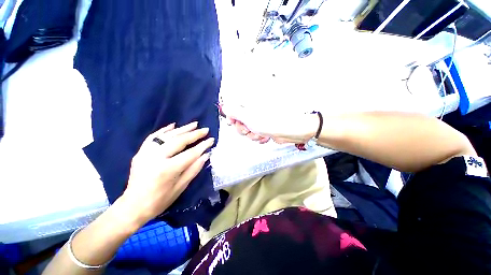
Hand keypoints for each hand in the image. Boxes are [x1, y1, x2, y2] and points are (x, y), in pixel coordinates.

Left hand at [120, 122, 214, 225]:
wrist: (133, 206)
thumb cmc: (160, 200)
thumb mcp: (181, 187)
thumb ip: (194, 169)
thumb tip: (206, 155)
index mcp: (167, 169)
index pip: (190, 153)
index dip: (203, 146)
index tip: (212, 140)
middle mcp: (155, 158)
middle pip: (179, 141)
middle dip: (194, 134)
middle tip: (205, 130)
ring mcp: (146, 153)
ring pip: (167, 136)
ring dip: (182, 129)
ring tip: (194, 124)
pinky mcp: (140, 152)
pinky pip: (153, 137)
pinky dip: (164, 130)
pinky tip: (174, 126)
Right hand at [223, 105, 318, 144]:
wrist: (291, 131)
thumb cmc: (272, 122)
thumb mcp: (249, 117)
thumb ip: (235, 112)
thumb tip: (224, 107)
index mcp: (251, 106)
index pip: (235, 109)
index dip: (232, 117)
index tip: (232, 122)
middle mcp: (255, 113)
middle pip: (240, 123)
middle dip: (244, 129)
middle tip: (250, 129)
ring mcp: (260, 121)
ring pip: (248, 131)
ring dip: (253, 135)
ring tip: (261, 133)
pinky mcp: (265, 129)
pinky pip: (256, 135)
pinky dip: (260, 138)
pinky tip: (266, 136)